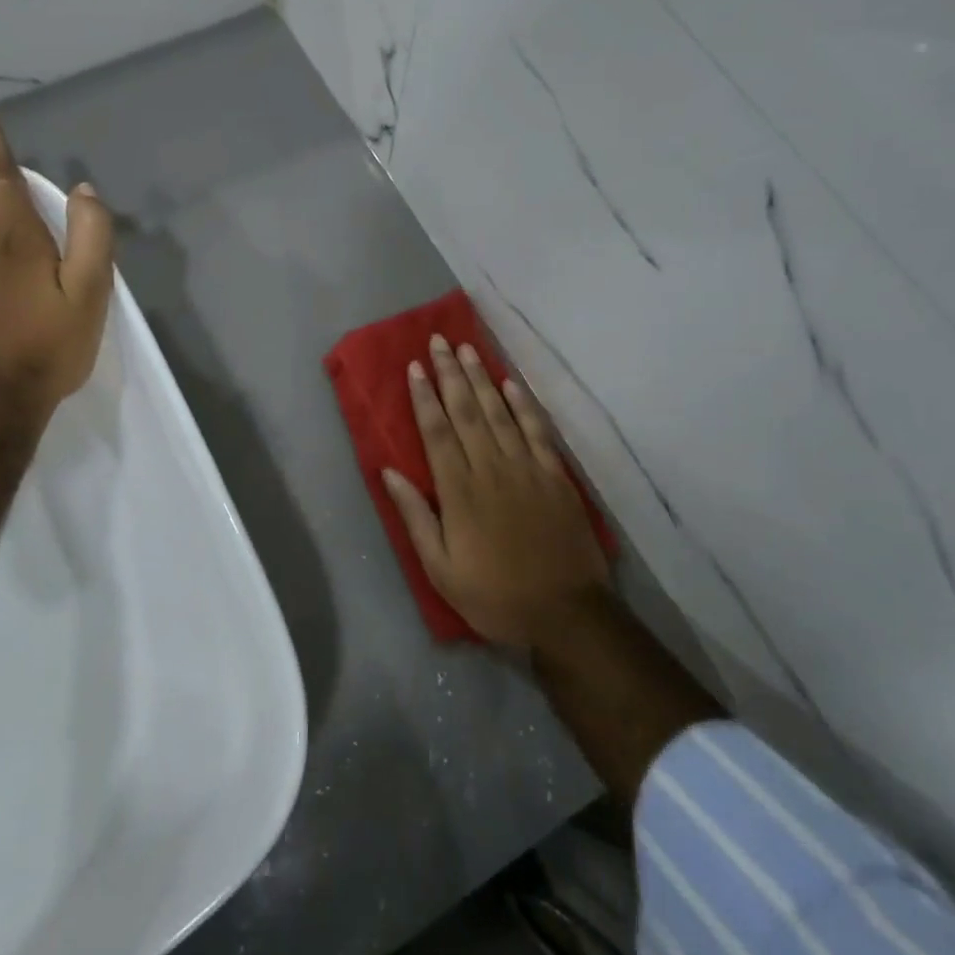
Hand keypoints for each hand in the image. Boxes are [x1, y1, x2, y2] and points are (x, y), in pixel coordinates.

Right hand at [383, 335, 610, 648]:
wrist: (565, 613)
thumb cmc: (494, 595)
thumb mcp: (441, 569)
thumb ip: (416, 517)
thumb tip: (389, 473)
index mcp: (460, 491)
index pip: (437, 432)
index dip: (424, 397)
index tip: (415, 367)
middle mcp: (491, 468)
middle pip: (467, 411)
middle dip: (450, 373)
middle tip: (439, 341)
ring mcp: (527, 468)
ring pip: (500, 412)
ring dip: (483, 378)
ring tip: (468, 349)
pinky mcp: (555, 475)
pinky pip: (538, 430)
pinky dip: (524, 404)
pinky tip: (512, 383)